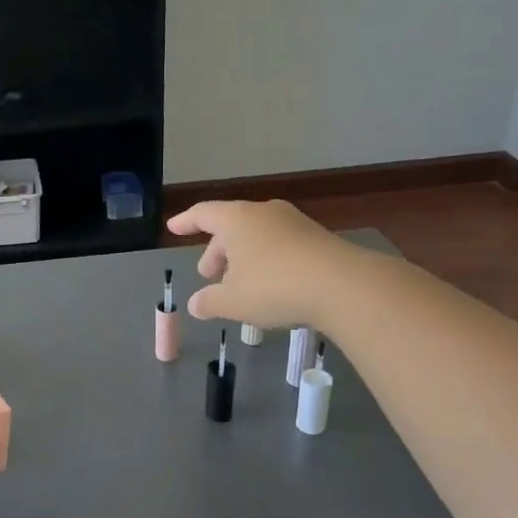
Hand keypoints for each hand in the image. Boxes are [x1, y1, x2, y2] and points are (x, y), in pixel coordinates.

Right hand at [167, 199, 351, 329]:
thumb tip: (195, 304)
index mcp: (236, 219)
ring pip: (257, 237)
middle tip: (209, 276)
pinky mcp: (317, 239)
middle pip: (231, 227)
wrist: (344, 286)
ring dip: (243, 259)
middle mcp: (264, 213)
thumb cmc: (275, 287)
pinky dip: (267, 262)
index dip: (185, 222)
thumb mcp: (233, 301)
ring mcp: (294, 223)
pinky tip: (271, 288)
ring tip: (240, 286)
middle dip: (216, 252)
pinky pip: (281, 246)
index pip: (203, 214)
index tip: (172, 228)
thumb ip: (209, 302)